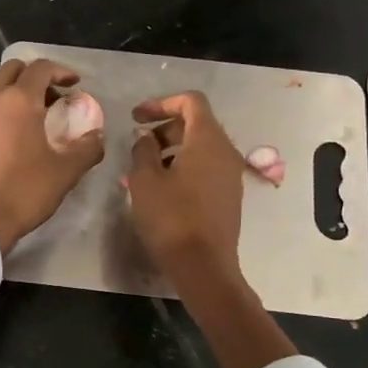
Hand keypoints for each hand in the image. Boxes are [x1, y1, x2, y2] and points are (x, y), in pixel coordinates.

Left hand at [0, 59, 104, 254]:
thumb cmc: (23, 191)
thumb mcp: (65, 172)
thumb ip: (87, 148)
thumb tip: (97, 135)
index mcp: (19, 100)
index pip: (40, 68)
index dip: (61, 71)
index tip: (75, 84)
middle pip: (13, 70)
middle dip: (35, 76)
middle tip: (54, 96)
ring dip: (14, 88)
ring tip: (32, 111)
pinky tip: (11, 129)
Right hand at [125, 91, 246, 284]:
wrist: (203, 265)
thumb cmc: (171, 217)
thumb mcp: (145, 180)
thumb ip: (143, 149)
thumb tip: (146, 138)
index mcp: (208, 139)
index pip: (191, 101)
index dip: (161, 102)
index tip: (136, 117)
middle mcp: (226, 151)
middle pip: (197, 123)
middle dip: (165, 127)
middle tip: (138, 144)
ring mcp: (231, 175)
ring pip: (201, 147)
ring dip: (173, 149)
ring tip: (145, 168)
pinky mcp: (229, 195)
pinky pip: (206, 167)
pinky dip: (184, 166)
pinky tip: (162, 187)